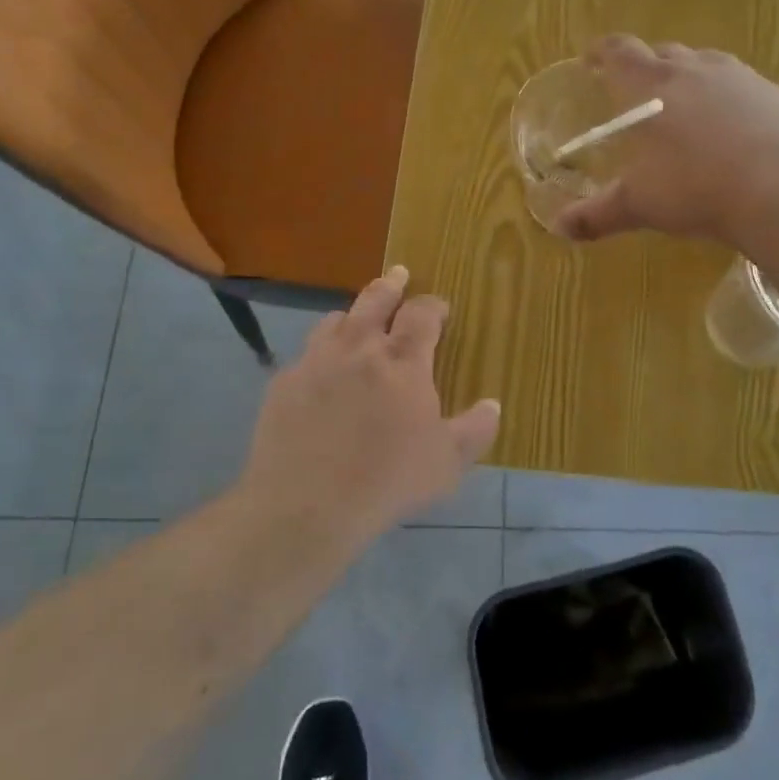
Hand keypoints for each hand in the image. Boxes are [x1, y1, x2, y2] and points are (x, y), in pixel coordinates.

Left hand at [238, 267, 499, 540]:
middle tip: (398, 274)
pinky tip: (321, 375)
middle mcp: (360, 349)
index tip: (440, 306)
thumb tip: (493, 405)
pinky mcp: (284, 382)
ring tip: (357, 321)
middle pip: (376, 300)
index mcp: (403, 363)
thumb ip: (475, 430)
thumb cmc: (387, 481)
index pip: (422, 315)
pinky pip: (305, 355)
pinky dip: (320, 355)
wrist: (306, 505)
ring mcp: (316, 362)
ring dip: (352, 316)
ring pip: (336, 320)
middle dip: (391, 285)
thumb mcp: (447, 463)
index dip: (433, 305)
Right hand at [555, 35, 778, 245]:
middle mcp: (693, 68)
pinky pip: (743, 86)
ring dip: (690, 78)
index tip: (593, 59)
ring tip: (687, 109)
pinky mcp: (775, 93)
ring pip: (706, 63)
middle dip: (647, 66)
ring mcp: (739, 77)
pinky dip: (729, 99)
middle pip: (663, 52)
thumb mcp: (639, 205)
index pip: (619, 51)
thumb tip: (560, 228)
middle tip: (640, 93)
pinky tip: (735, 130)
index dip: (602, 51)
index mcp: (651, 85)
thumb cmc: (695, 187)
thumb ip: (597, 214)